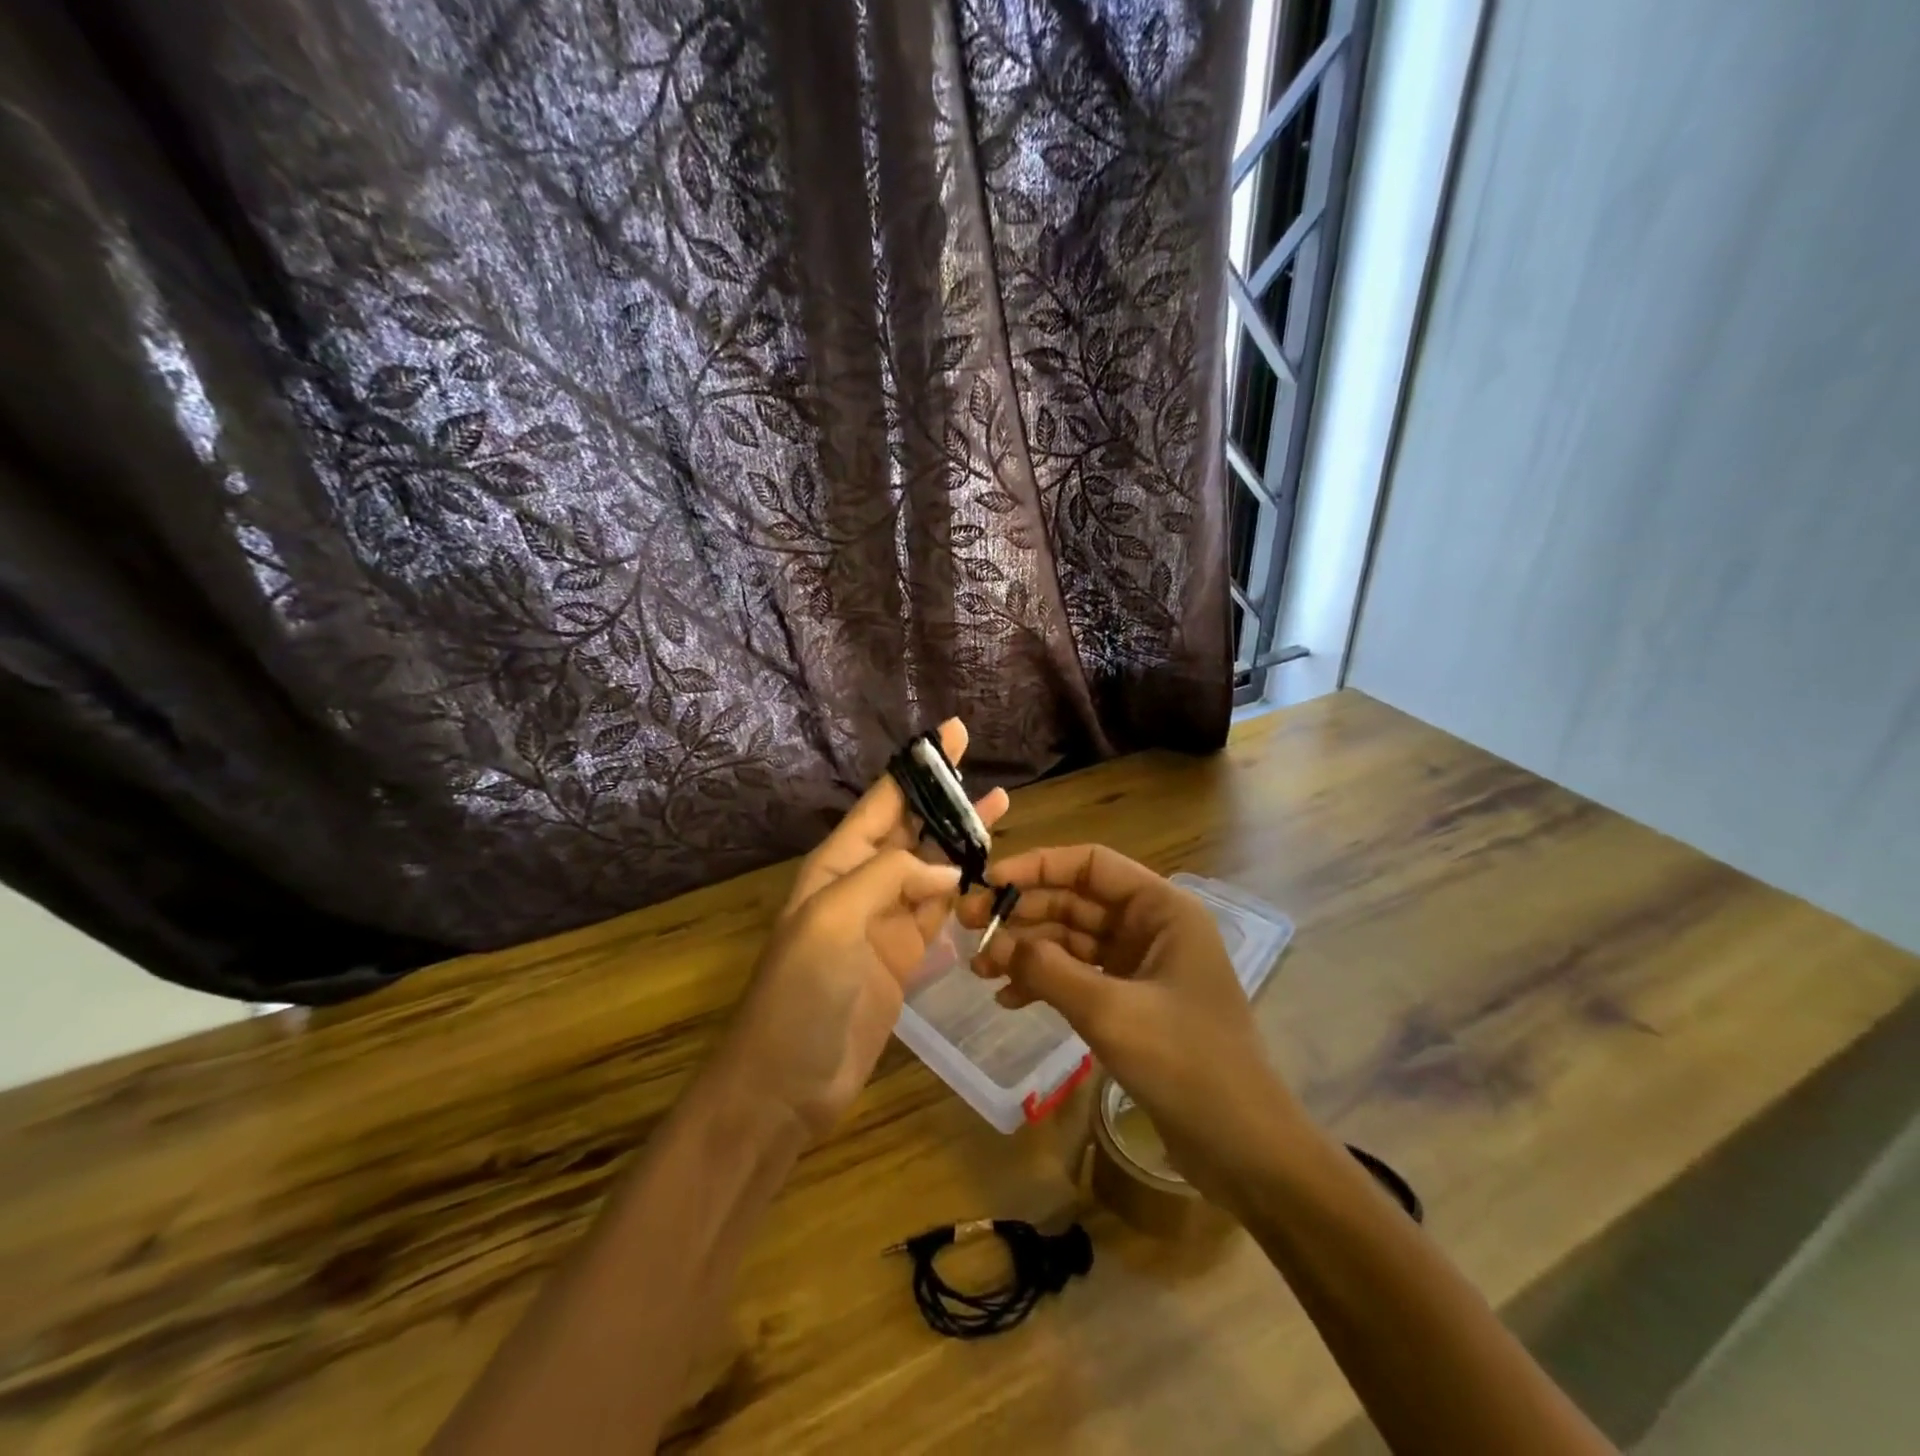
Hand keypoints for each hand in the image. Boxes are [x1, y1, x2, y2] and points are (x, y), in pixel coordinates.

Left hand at [715, 720, 1008, 1142]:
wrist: (786, 1084)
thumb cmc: (801, 994)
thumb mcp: (834, 920)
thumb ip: (891, 878)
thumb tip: (948, 868)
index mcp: (837, 864)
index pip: (883, 802)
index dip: (917, 768)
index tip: (951, 735)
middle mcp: (862, 882)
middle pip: (912, 827)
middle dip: (945, 795)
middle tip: (982, 762)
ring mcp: (886, 919)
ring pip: (932, 866)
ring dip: (963, 838)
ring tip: (1003, 805)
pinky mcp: (906, 955)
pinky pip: (941, 910)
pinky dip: (964, 888)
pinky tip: (990, 870)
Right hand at [961, 845, 1301, 1204]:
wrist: (1244, 1148)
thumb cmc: (1186, 1064)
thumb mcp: (1110, 1011)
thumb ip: (1049, 970)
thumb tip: (1000, 946)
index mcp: (1161, 909)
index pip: (1090, 864)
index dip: (1036, 866)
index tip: (988, 884)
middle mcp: (1151, 927)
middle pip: (1076, 901)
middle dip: (1023, 913)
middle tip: (970, 929)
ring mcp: (1141, 966)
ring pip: (1072, 940)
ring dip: (1028, 950)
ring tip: (981, 970)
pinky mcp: (1132, 1002)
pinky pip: (1079, 977)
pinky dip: (1045, 982)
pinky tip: (1009, 1000)